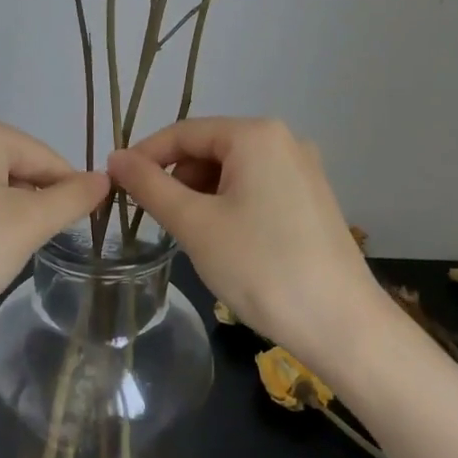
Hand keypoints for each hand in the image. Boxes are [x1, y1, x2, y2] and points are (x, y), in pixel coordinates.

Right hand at [108, 118, 378, 363]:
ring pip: (234, 171)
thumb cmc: (262, 267)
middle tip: (160, 221)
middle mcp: (284, 140)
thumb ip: (150, 186)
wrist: (342, 325)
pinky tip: (227, 243)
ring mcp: (303, 169)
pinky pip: (258, 187)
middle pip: (211, 149)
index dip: (145, 156)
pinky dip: (231, 206)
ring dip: (204, 196)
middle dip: (179, 180)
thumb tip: (115, 158)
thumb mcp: (195, 225)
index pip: (184, 133)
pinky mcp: (313, 197)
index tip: (116, 185)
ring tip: (195, 238)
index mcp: (256, 135)